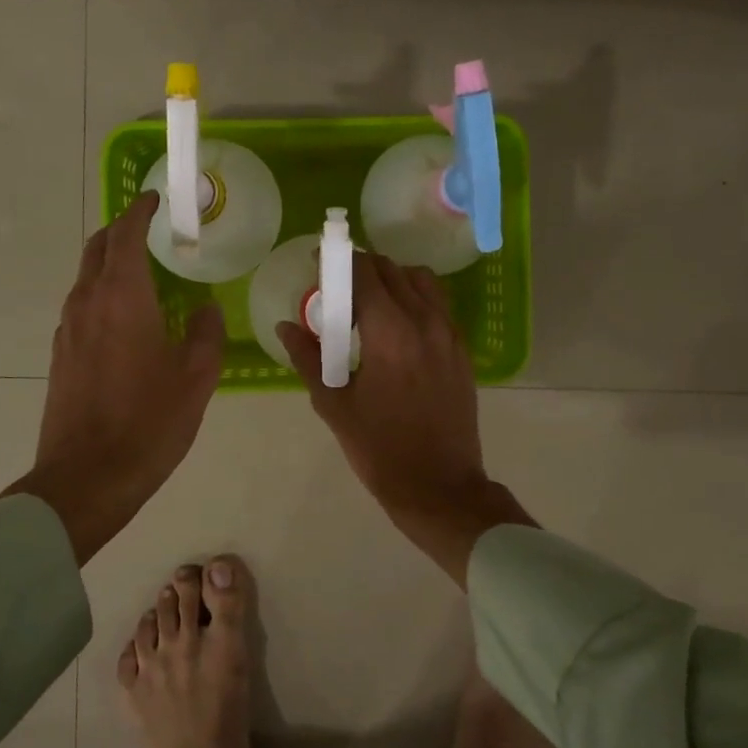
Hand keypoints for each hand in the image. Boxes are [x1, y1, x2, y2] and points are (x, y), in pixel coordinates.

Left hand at [5, 192, 224, 564]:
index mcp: (122, 298)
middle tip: (149, 230)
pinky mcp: (60, 356)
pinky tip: (126, 320)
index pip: (125, 235)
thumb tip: (205, 309)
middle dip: (120, 231)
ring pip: (85, 278)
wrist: (86, 478)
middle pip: (97, 249)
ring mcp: (67, 330)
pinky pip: (81, 307)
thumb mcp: (197, 378)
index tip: (154, 199)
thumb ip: (206, 334)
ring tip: (143, 274)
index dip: (139, 212)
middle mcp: (87, 303)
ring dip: (110, 264)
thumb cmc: (149, 423)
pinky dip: (102, 294)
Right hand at [279, 253, 531, 585]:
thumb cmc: (379, 449)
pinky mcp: (462, 350)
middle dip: (362, 269)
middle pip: (393, 270)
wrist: (439, 486)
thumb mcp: (334, 405)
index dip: (338, 261)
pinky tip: (398, 326)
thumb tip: (285, 326)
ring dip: (393, 279)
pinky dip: (416, 299)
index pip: (364, 273)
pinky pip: (439, 305)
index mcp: (390, 332)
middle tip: (338, 288)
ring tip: (370, 304)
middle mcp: (425, 322)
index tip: (319, 264)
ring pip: (421, 281)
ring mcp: (449, 335)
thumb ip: (308, 358)